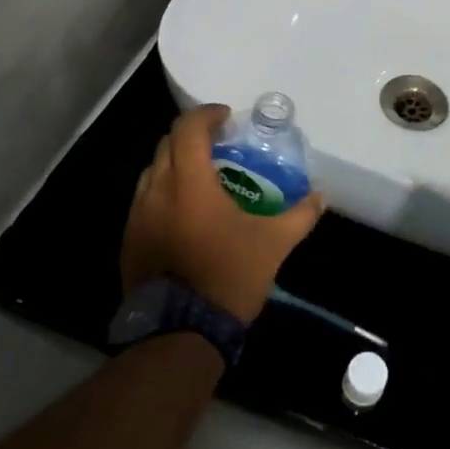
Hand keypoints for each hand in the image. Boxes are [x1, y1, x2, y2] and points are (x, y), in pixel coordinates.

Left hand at [121, 105, 324, 322]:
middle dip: (192, 137)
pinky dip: (164, 193)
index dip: (206, 115)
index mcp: (189, 183)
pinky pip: (144, 201)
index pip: (188, 129)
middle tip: (219, 145)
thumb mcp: (273, 245)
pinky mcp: (128, 241)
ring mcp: (137, 217)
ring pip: (152, 172)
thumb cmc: (229, 276)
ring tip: (202, 178)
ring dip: (175, 164)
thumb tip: (321, 197)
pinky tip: (185, 214)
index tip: (226, 118)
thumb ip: (300, 215)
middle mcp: (156, 191)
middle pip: (167, 144)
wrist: (180, 333)